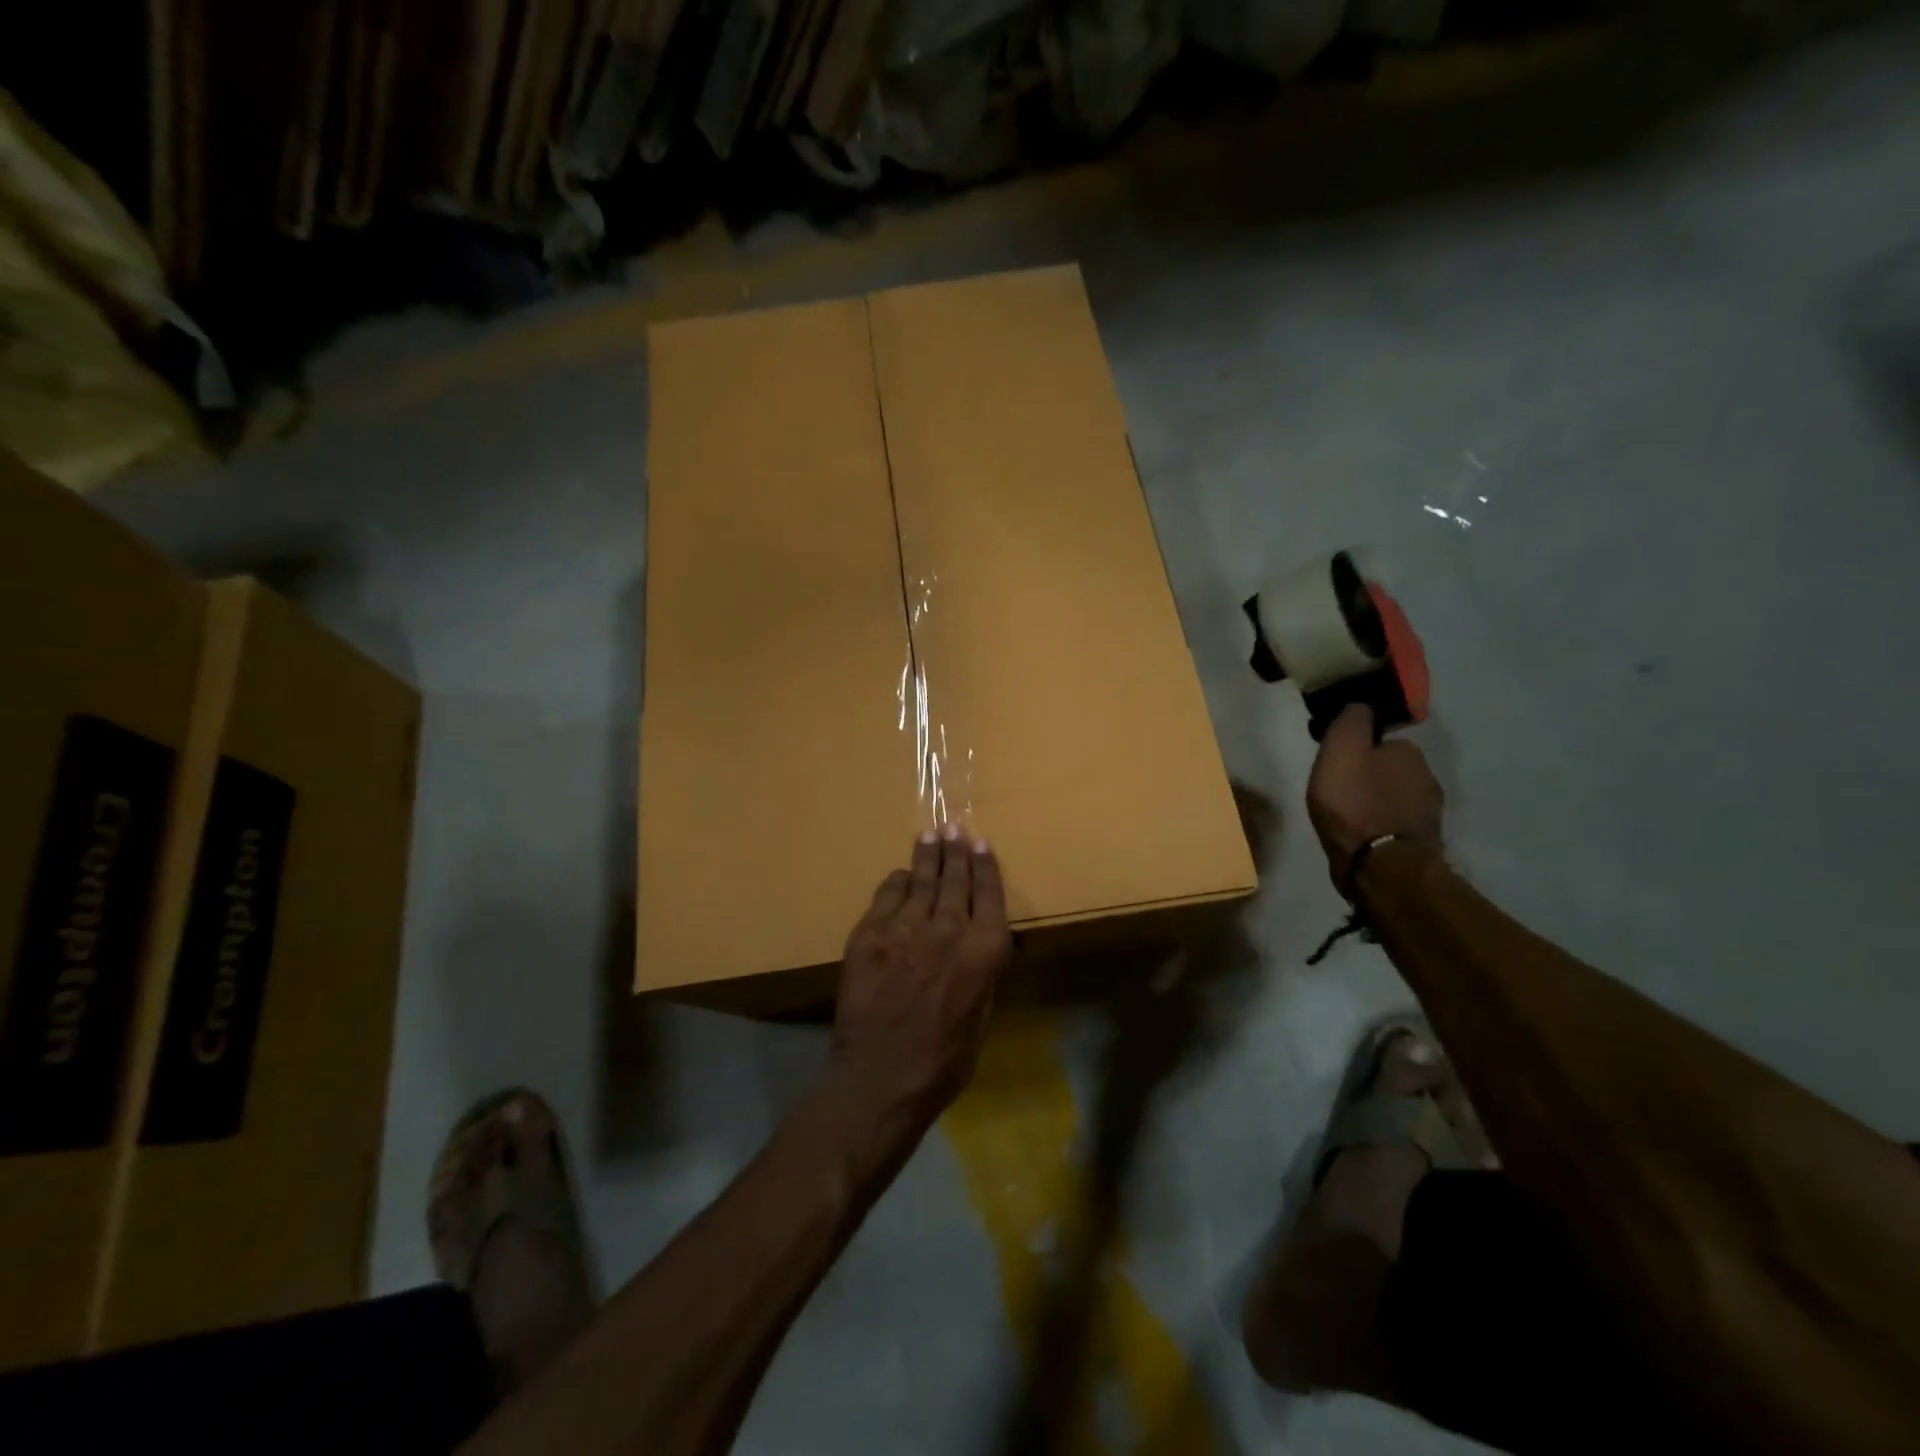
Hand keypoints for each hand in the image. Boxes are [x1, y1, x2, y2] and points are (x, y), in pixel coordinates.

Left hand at [831, 825, 1012, 1127]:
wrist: (881, 1075)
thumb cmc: (943, 1061)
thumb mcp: (982, 1018)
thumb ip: (982, 974)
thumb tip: (981, 946)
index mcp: (984, 950)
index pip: (989, 894)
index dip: (985, 866)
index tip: (981, 844)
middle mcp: (949, 928)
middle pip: (955, 878)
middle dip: (956, 851)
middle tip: (955, 828)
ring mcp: (906, 926)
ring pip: (921, 880)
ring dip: (927, 856)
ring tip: (931, 835)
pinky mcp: (870, 933)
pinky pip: (886, 896)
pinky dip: (896, 882)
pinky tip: (900, 875)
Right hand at [1307, 704, 1443, 892]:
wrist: (1381, 867)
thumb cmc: (1355, 804)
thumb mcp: (1341, 751)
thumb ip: (1350, 722)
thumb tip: (1360, 706)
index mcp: (1409, 753)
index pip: (1381, 742)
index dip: (1357, 751)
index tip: (1337, 764)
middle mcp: (1427, 779)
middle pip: (1390, 770)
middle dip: (1369, 777)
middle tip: (1339, 792)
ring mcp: (1427, 815)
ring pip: (1394, 799)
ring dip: (1376, 804)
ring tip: (1348, 818)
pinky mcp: (1420, 844)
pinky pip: (1395, 826)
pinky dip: (1380, 828)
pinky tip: (1362, 838)